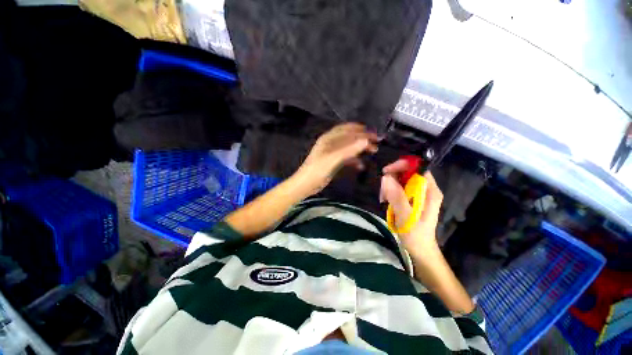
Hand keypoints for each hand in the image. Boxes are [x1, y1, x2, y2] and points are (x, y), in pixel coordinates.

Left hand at [294, 123, 379, 196]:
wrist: (305, 185)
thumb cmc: (317, 170)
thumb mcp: (332, 159)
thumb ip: (348, 150)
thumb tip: (366, 140)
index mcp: (328, 139)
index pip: (347, 130)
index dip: (361, 131)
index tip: (375, 135)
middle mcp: (330, 143)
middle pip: (349, 137)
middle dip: (363, 138)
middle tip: (376, 143)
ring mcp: (332, 153)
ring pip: (349, 148)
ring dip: (360, 149)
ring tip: (373, 151)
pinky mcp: (333, 163)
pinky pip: (346, 158)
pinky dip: (354, 160)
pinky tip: (361, 165)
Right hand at [379, 159, 442, 253]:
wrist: (420, 249)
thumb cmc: (415, 235)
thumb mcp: (405, 217)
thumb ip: (397, 197)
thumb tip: (386, 178)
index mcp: (430, 191)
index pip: (417, 168)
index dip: (401, 166)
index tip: (386, 172)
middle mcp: (426, 189)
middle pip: (407, 173)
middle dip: (392, 179)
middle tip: (383, 193)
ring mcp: (418, 194)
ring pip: (400, 180)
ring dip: (389, 187)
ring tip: (384, 200)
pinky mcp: (412, 199)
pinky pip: (398, 188)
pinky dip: (390, 193)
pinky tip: (387, 202)